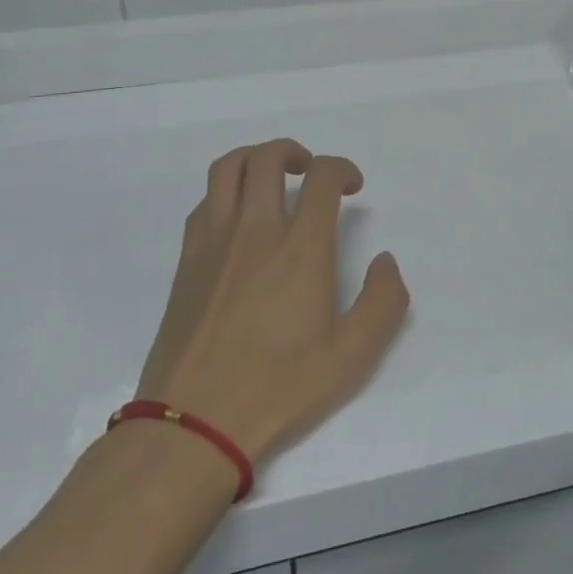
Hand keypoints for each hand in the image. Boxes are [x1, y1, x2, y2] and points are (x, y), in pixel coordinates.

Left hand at [136, 139, 410, 462]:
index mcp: (300, 248)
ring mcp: (214, 241)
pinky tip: (238, 217)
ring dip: (255, 158)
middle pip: (268, 158)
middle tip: (310, 171)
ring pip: (228, 168)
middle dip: (295, 152)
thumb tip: (385, 261)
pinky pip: (205, 201)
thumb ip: (383, 302)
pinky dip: (226, 190)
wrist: (195, 421)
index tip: (352, 186)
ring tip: (272, 177)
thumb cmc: (279, 387)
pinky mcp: (187, 259)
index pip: (321, 177)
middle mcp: (255, 230)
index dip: (342, 168)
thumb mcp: (352, 356)